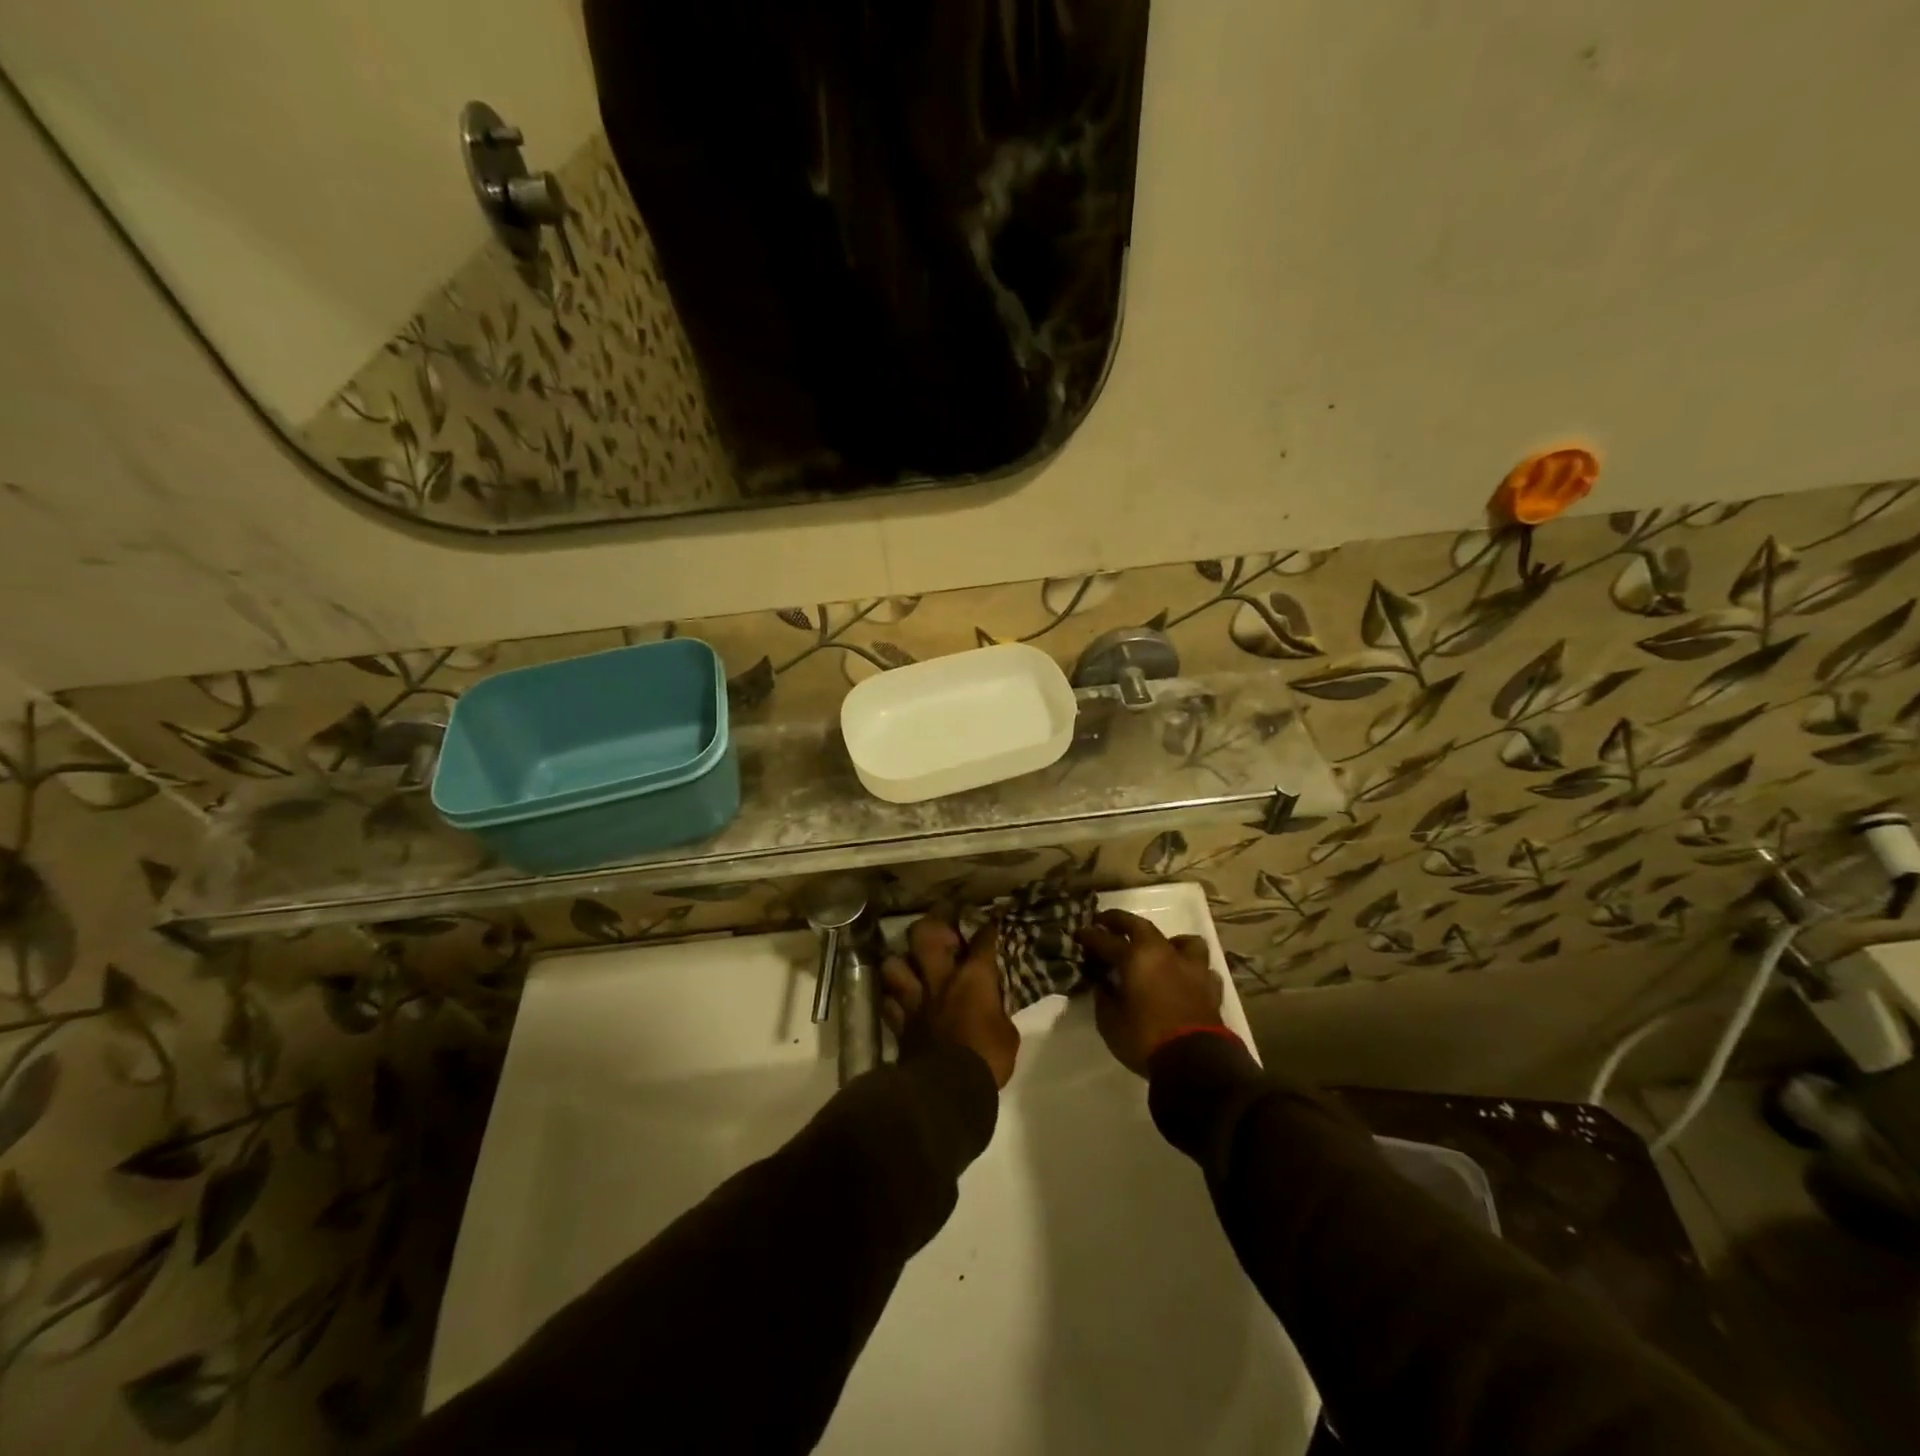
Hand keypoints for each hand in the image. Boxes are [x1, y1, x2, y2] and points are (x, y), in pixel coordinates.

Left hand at [882, 914, 1019, 1088]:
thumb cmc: (987, 1059)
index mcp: (973, 979)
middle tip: (940, 930)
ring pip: (893, 965)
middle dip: (932, 925)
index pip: (982, 942)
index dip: (986, 929)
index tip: (989, 922)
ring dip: (900, 963)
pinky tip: (898, 999)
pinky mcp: (899, 1024)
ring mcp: (915, 1000)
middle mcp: (940, 980)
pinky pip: (887, 1002)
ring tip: (909, 966)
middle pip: (925, 936)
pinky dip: (891, 998)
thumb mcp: (1007, 1034)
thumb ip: (997, 1012)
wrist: (948, 1090)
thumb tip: (992, 1008)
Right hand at [1075, 908, 1227, 1075]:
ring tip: (1160, 951)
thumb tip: (1104, 983)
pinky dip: (1191, 969)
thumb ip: (1104, 997)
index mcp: (1136, 958)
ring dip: (1168, 942)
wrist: (1196, 1062)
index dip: (1090, 936)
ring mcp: (1191, 968)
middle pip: (1139, 926)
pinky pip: (1202, 969)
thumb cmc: (1146, 1039)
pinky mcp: (1211, 987)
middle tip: (1106, 922)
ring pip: (1182, 941)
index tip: (1079, 932)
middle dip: (1119, 921)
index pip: (1106, 940)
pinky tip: (1185, 979)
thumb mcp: (1110, 1022)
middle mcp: (1164, 953)